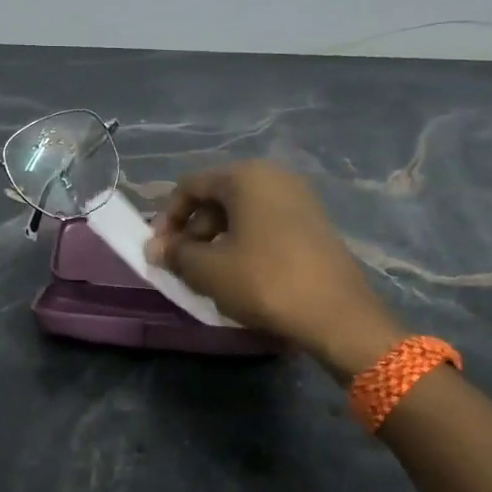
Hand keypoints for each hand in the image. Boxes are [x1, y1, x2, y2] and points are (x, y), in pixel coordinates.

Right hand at [144, 161, 398, 375]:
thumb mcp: (208, 270)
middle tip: (182, 267)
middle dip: (193, 231)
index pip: (190, 186)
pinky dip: (244, 245)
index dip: (167, 218)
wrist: (338, 315)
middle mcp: (274, 177)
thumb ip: (175, 254)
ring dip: (217, 241)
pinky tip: (241, 278)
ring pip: (242, 214)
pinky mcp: (314, 224)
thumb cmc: (264, 282)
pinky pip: (266, 226)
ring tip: (209, 277)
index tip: (158, 251)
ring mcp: (299, 200)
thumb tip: (154, 248)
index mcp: (245, 177)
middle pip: (217, 197)